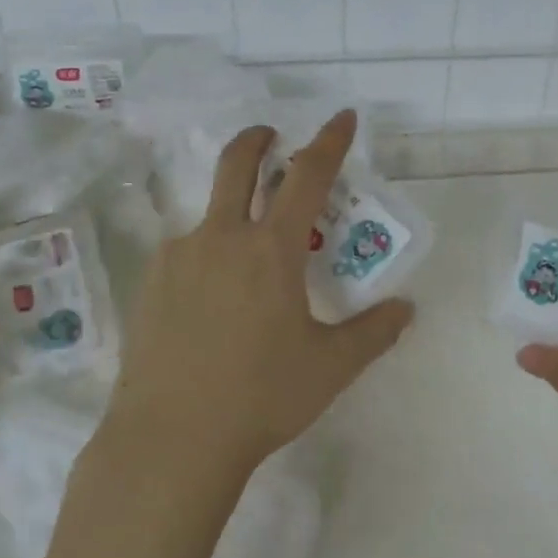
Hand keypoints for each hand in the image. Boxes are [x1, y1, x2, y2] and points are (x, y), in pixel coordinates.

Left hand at [107, 110, 414, 479]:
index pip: (308, 175)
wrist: (170, 441)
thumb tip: (406, 308)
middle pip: (237, 163)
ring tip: (249, 262)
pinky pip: (186, 253)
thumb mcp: (329, 367)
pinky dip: (208, 256)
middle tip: (272, 137)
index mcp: (271, 249)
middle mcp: (222, 237)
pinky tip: (212, 301)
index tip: (342, 116)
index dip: (329, 140)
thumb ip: (373, 332)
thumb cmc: (260, 398)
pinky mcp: (150, 282)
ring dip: (234, 212)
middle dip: (258, 139)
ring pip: (210, 213)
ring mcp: (179, 256)